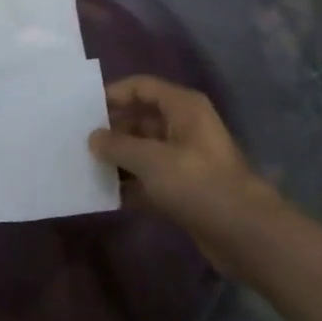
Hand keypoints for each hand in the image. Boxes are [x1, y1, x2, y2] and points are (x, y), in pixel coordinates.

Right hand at [89, 76, 285, 279]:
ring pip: (143, 150)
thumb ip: (117, 145)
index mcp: (183, 108)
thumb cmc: (198, 183)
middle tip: (77, 141)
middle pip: (140, 118)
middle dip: (111, 130)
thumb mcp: (151, 159)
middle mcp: (184, 127)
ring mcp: (185, 159)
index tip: (82, 111)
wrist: (244, 233)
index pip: (141, 87)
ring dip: (118, 159)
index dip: (112, 94)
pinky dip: (130, 185)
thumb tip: (93, 137)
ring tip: (84, 166)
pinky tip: (104, 194)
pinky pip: (149, 179)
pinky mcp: (183, 188)